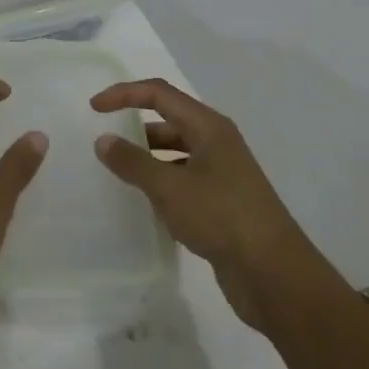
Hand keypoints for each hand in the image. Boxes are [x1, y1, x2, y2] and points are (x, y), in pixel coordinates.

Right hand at [91, 79, 309, 332]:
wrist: (274, 275)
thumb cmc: (221, 217)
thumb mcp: (170, 187)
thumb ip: (133, 162)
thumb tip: (103, 140)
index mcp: (209, 127)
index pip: (159, 94)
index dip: (124, 94)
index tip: (94, 108)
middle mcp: (216, 142)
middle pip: (168, 120)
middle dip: (135, 126)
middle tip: (103, 143)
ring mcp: (221, 173)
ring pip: (175, 152)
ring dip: (147, 157)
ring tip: (115, 173)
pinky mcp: (221, 202)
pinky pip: (182, 179)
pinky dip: (160, 182)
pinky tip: (143, 202)